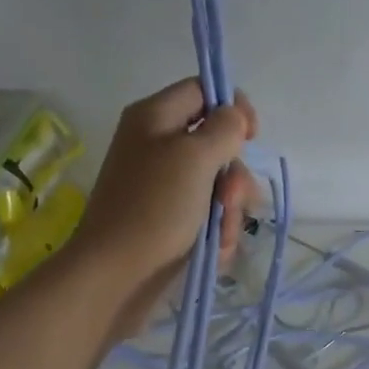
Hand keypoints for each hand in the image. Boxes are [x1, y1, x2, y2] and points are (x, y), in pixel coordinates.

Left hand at [69, 78, 261, 333]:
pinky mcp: (167, 226)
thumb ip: (223, 129)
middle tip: (231, 199)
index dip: (232, 108)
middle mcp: (155, 149)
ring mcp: (161, 191)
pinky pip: (205, 221)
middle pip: (214, 147)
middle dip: (233, 177)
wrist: (116, 277)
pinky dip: (214, 236)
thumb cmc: (154, 209)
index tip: (252, 137)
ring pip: (216, 190)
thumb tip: (234, 116)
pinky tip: (212, 254)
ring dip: (228, 214)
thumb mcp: (194, 157)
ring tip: (221, 238)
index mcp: (154, 118)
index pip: (201, 91)